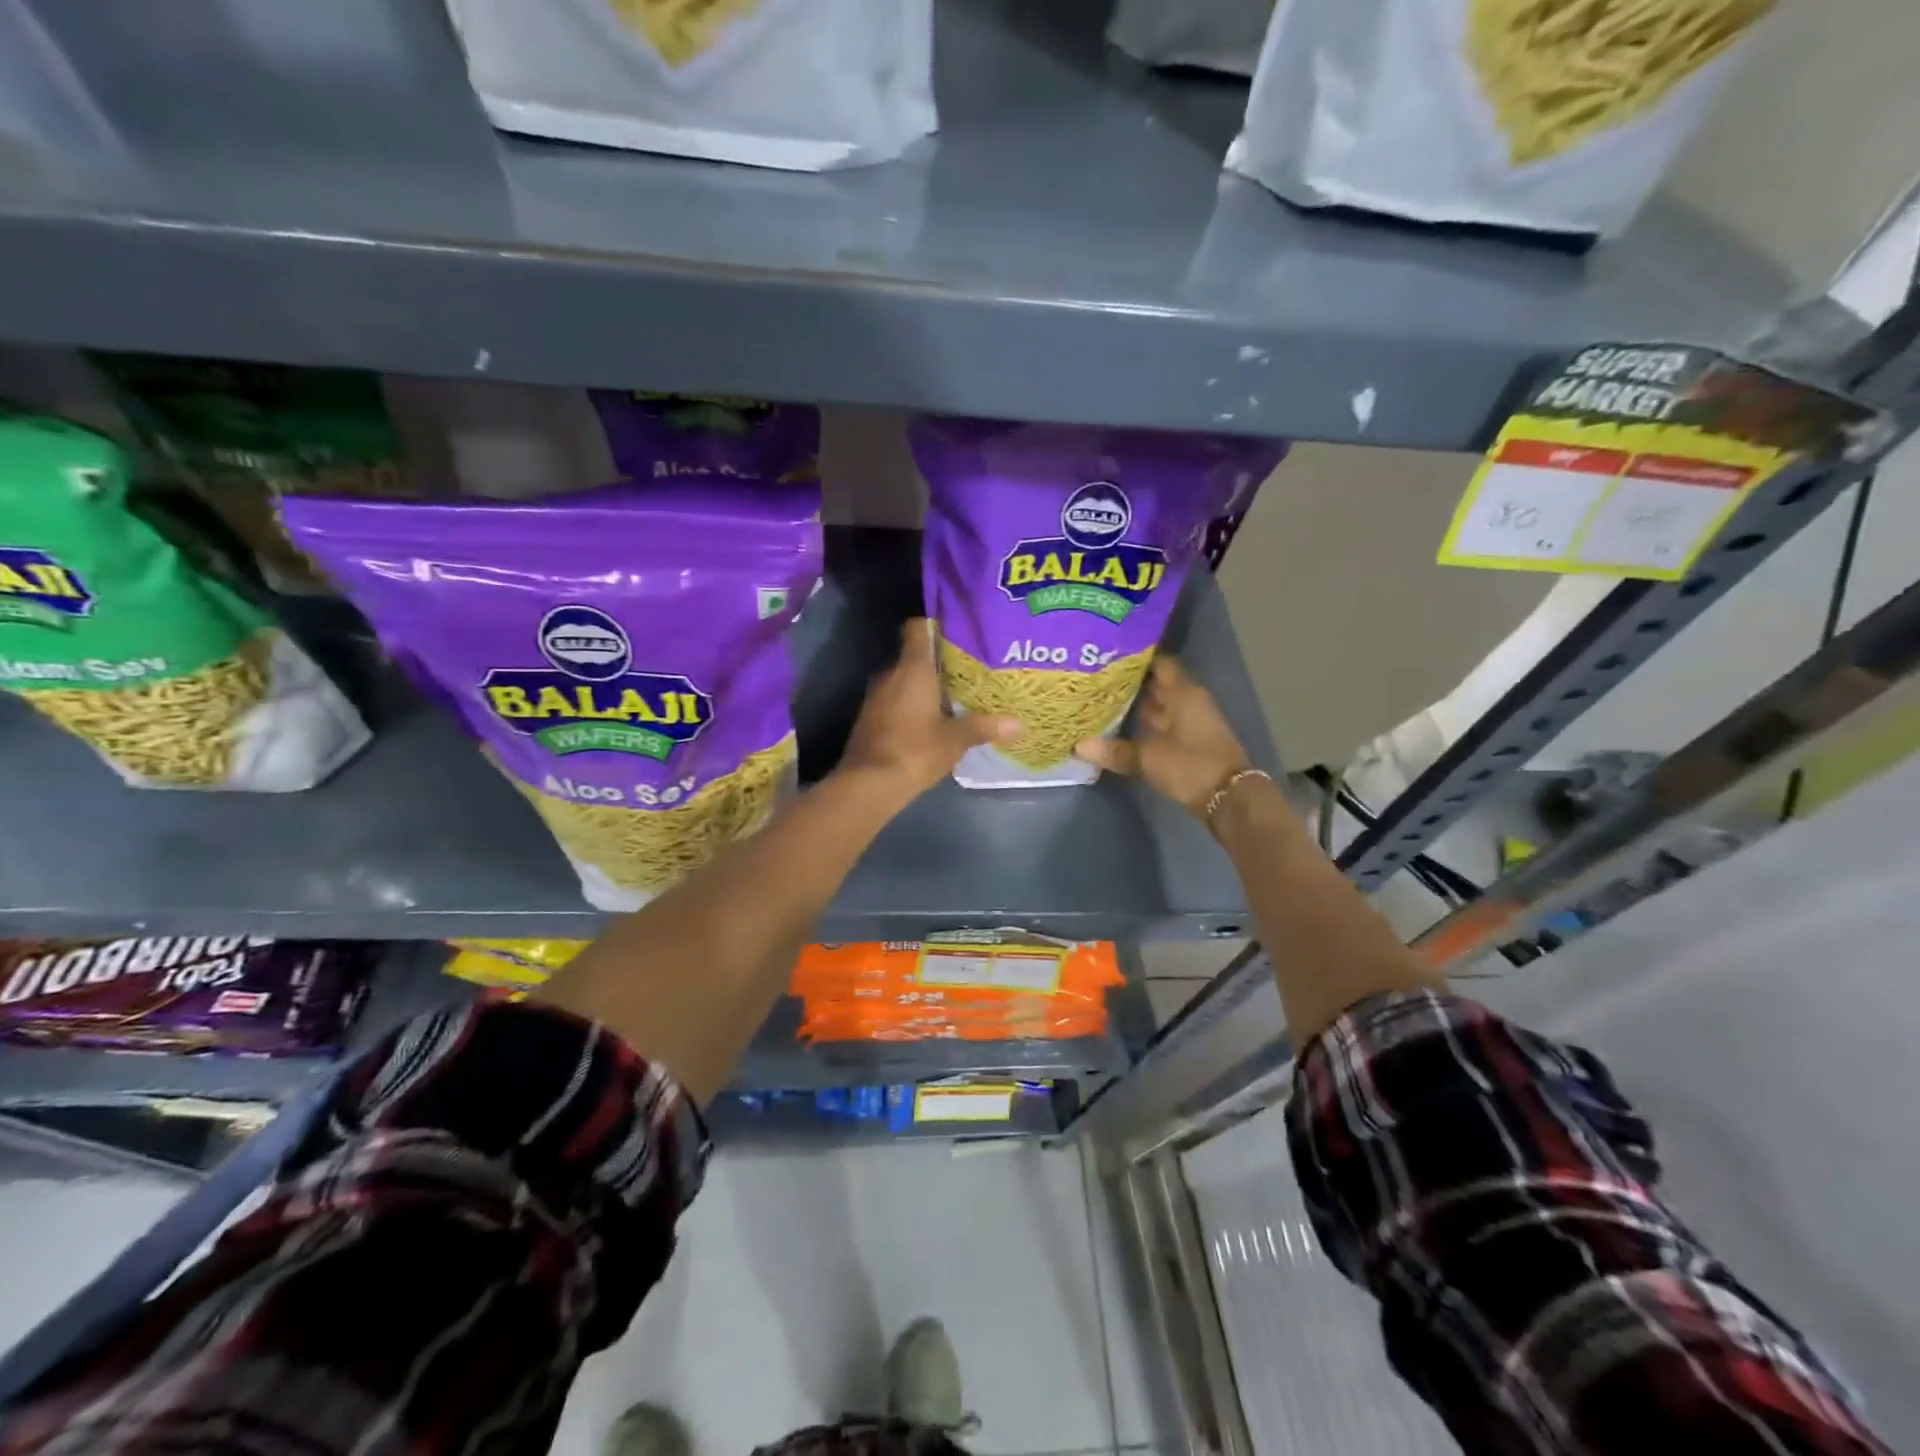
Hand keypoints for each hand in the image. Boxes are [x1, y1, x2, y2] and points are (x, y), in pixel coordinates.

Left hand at [838, 619, 1019, 801]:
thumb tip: (1019, 724)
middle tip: (968, 668)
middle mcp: (890, 674)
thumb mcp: (956, 740)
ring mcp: (875, 696)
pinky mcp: (869, 717)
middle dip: (938, 661)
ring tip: (954, 694)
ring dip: (924, 685)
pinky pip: (894, 699)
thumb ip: (985, 727)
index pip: (918, 628)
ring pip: (904, 679)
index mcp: (912, 668)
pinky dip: (910, 704)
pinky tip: (931, 719)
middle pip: (914, 655)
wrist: (868, 783)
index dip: (935, 624)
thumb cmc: (915, 750)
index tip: (956, 631)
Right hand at [1075, 656, 1249, 818]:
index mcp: (1184, 694)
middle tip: (1097, 679)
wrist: (1230, 799)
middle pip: (1158, 685)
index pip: (1160, 664)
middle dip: (1131, 683)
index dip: (1138, 658)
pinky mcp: (1189, 743)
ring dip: (1136, 706)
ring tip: (1102, 700)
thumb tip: (1079, 746)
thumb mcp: (1149, 759)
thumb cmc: (1191, 766)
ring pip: (1160, 707)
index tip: (1110, 656)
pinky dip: (1144, 726)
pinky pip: (1162, 726)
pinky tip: (1119, 728)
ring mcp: (1190, 723)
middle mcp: (1188, 702)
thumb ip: (1116, 751)